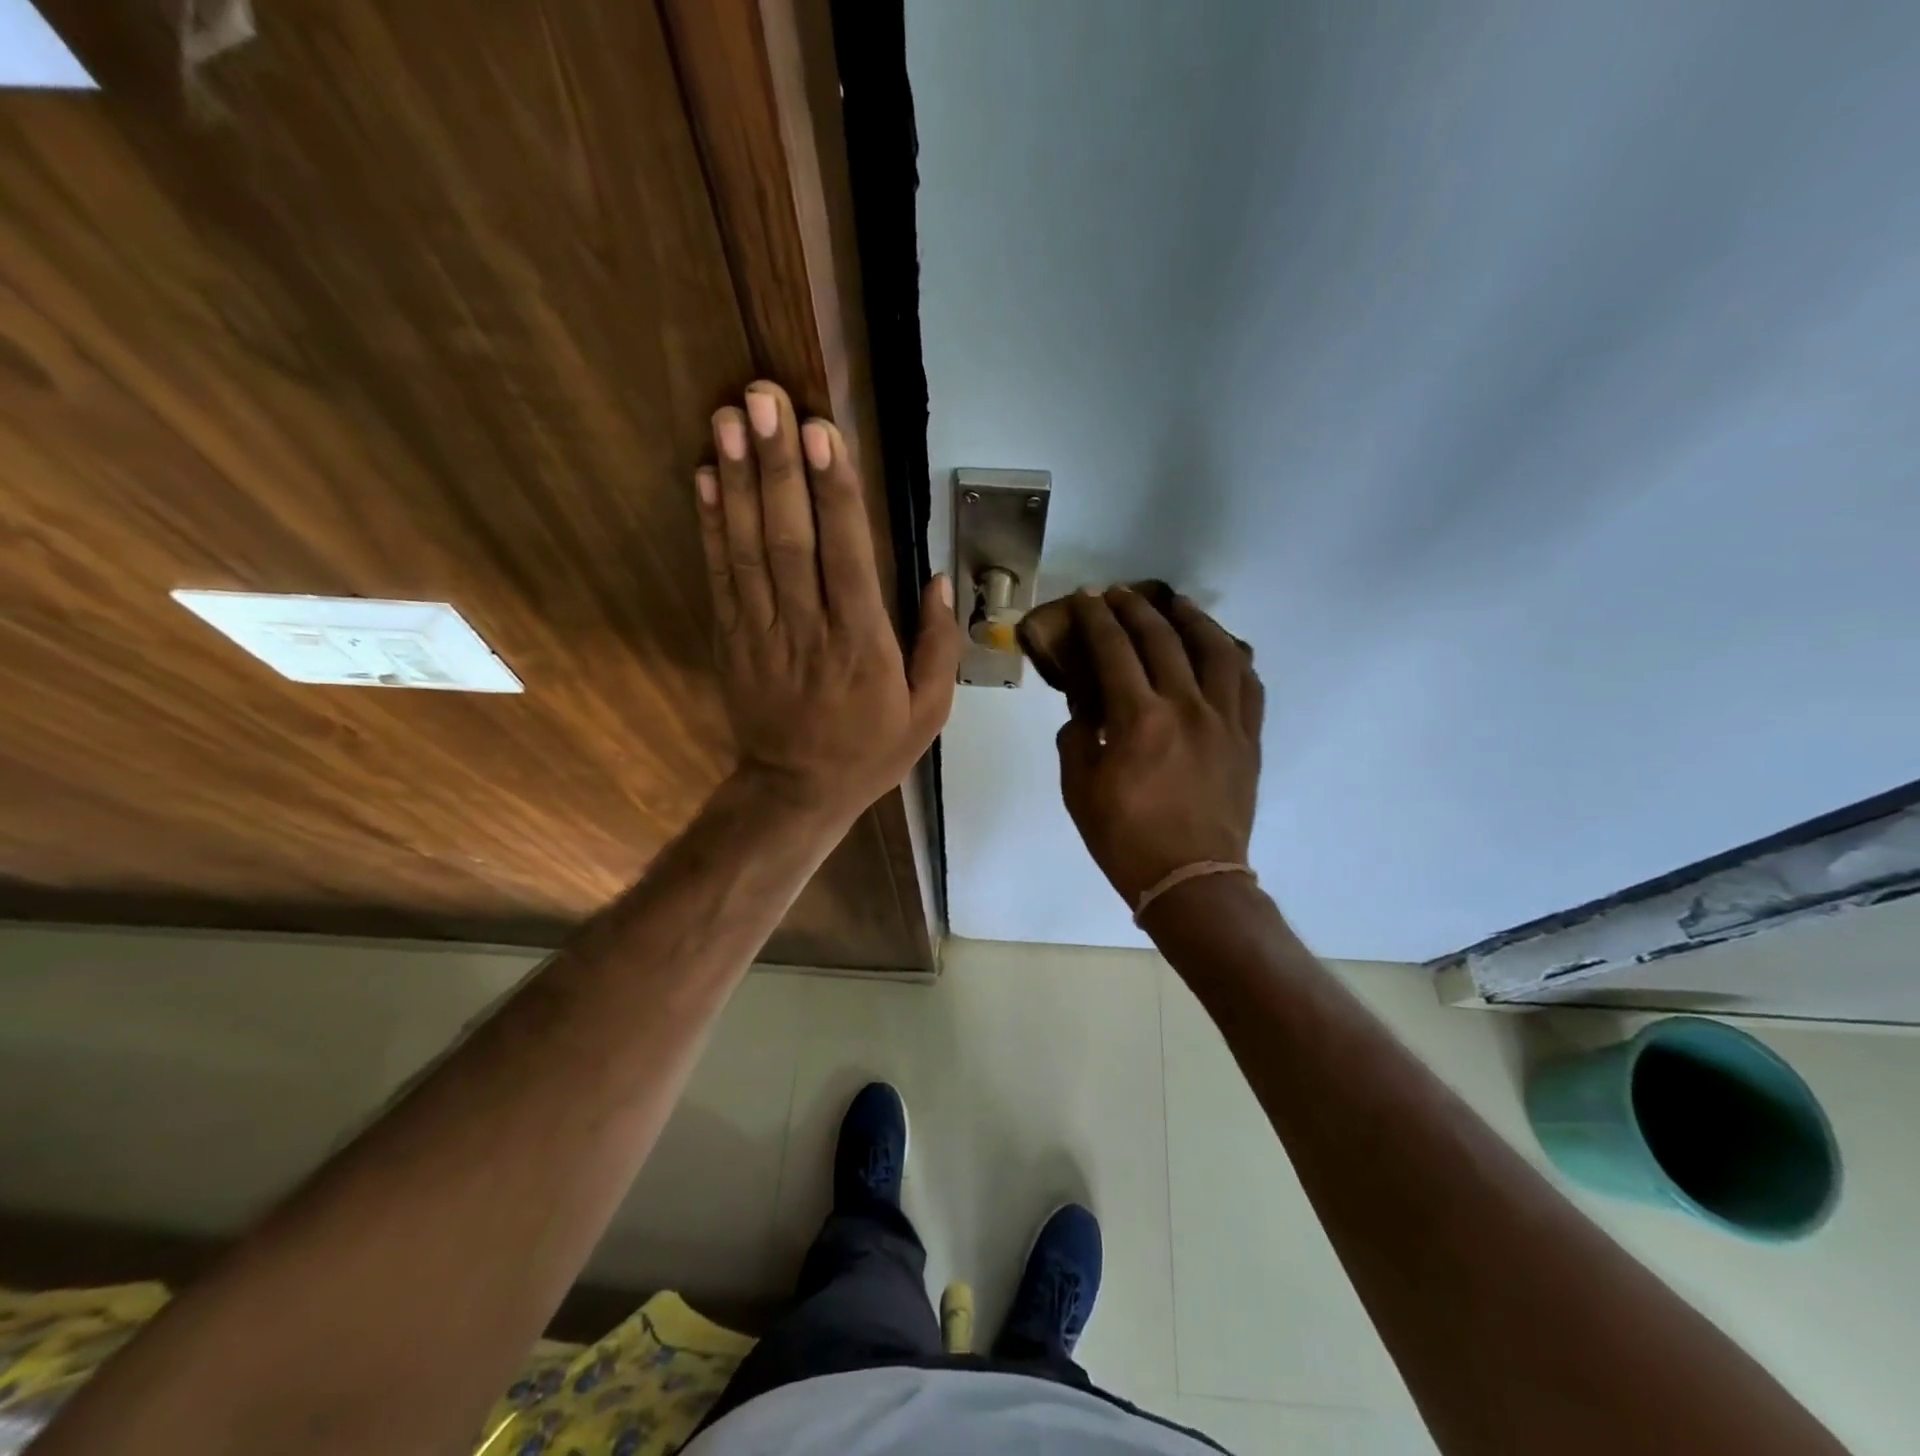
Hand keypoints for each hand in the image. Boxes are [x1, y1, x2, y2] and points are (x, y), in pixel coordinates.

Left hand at [697, 381, 960, 826]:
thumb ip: (939, 645)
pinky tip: (705, 476)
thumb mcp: (929, 711)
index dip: (833, 492)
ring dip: (736, 479)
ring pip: (747, 547)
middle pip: (789, 538)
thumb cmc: (870, 748)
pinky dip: (710, 524)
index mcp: (863, 644)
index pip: (847, 556)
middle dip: (776, 464)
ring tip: (729, 417)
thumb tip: (942, 579)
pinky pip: (720, 575)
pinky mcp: (731, 637)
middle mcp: (809, 628)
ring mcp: (761, 631)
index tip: (822, 432)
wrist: (796, 790)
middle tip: (764, 397)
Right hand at [1056, 588, 1263, 906]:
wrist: (1191, 879)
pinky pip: (1249, 683)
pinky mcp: (1248, 738)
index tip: (1087, 598)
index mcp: (1138, 719)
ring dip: (1192, 619)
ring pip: (1216, 650)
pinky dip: (1234, 657)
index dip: (1098, 618)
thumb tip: (1086, 711)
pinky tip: (1223, 648)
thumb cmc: (1126, 839)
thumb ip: (1077, 738)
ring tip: (1177, 605)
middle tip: (1120, 593)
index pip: (1114, 650)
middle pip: (1162, 639)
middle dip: (1136, 608)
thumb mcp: (1079, 790)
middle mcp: (1186, 706)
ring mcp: (1225, 720)